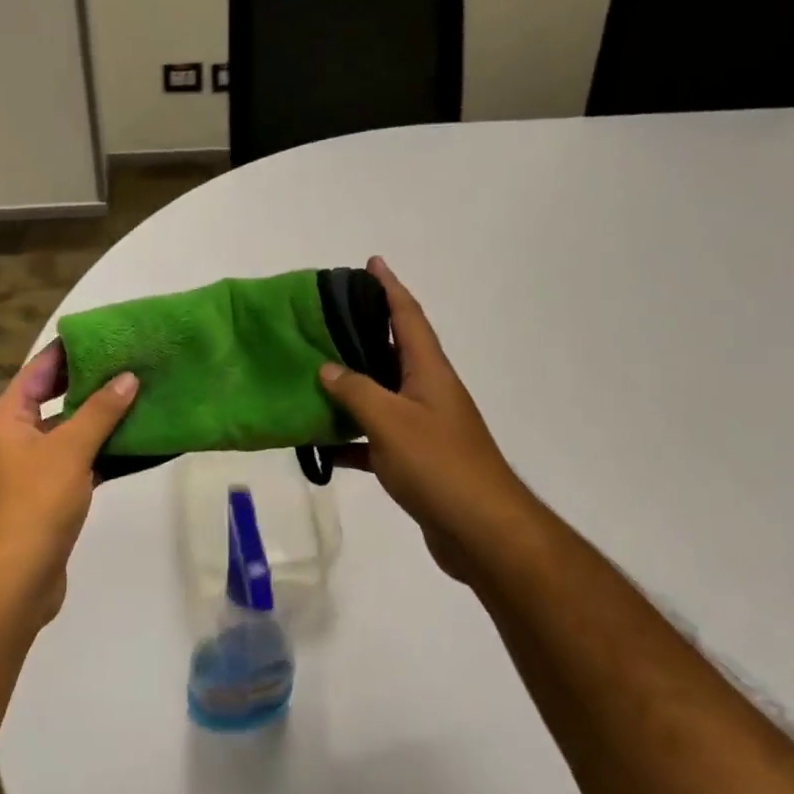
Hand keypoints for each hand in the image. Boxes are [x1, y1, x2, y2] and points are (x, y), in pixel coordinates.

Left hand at [0, 343, 138, 622]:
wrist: (15, 581)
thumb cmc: (34, 504)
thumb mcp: (69, 450)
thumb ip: (100, 412)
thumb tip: (128, 377)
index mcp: (7, 420)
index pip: (37, 372)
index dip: (68, 352)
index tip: (103, 334)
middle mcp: (16, 440)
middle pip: (55, 401)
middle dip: (92, 384)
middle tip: (132, 362)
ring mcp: (33, 471)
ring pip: (72, 433)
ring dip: (103, 419)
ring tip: (142, 395)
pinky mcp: (52, 497)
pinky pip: (81, 462)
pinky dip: (105, 452)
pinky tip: (138, 442)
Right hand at [320, 257, 537, 587]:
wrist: (481, 531)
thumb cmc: (439, 465)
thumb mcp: (391, 422)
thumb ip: (356, 391)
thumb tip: (327, 367)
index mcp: (429, 372)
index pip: (409, 317)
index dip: (390, 287)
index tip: (372, 262)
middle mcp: (428, 392)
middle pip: (393, 351)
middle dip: (364, 331)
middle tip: (326, 318)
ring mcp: (423, 427)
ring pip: (380, 395)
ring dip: (351, 385)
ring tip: (313, 372)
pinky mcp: (415, 460)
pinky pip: (375, 439)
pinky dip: (350, 439)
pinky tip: (321, 446)